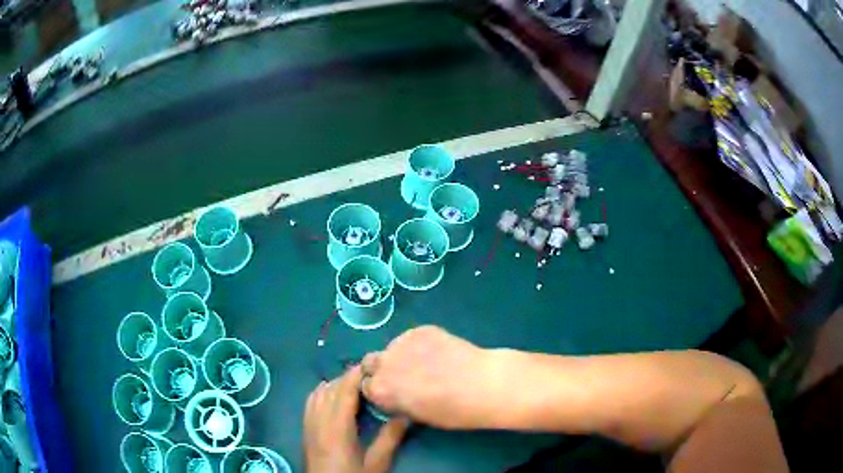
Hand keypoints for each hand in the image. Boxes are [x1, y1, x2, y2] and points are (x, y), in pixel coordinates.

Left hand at [304, 365, 409, 472]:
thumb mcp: (376, 463)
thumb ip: (390, 438)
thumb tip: (406, 415)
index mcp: (337, 427)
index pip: (344, 391)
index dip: (356, 374)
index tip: (372, 364)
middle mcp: (319, 420)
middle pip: (331, 389)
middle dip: (348, 377)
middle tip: (370, 374)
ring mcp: (309, 424)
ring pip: (319, 393)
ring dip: (335, 383)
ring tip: (354, 383)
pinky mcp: (306, 429)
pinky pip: (310, 402)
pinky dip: (321, 392)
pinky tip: (331, 394)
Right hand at [360, 326, 497, 429]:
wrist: (483, 385)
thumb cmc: (452, 411)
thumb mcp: (418, 416)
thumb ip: (398, 402)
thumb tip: (397, 395)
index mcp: (380, 390)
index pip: (366, 387)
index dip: (380, 391)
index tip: (393, 393)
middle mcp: (384, 364)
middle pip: (370, 363)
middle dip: (381, 369)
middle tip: (403, 376)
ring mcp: (401, 343)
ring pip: (392, 348)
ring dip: (400, 356)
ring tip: (427, 363)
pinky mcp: (420, 330)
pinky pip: (411, 338)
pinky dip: (419, 345)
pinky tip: (439, 352)